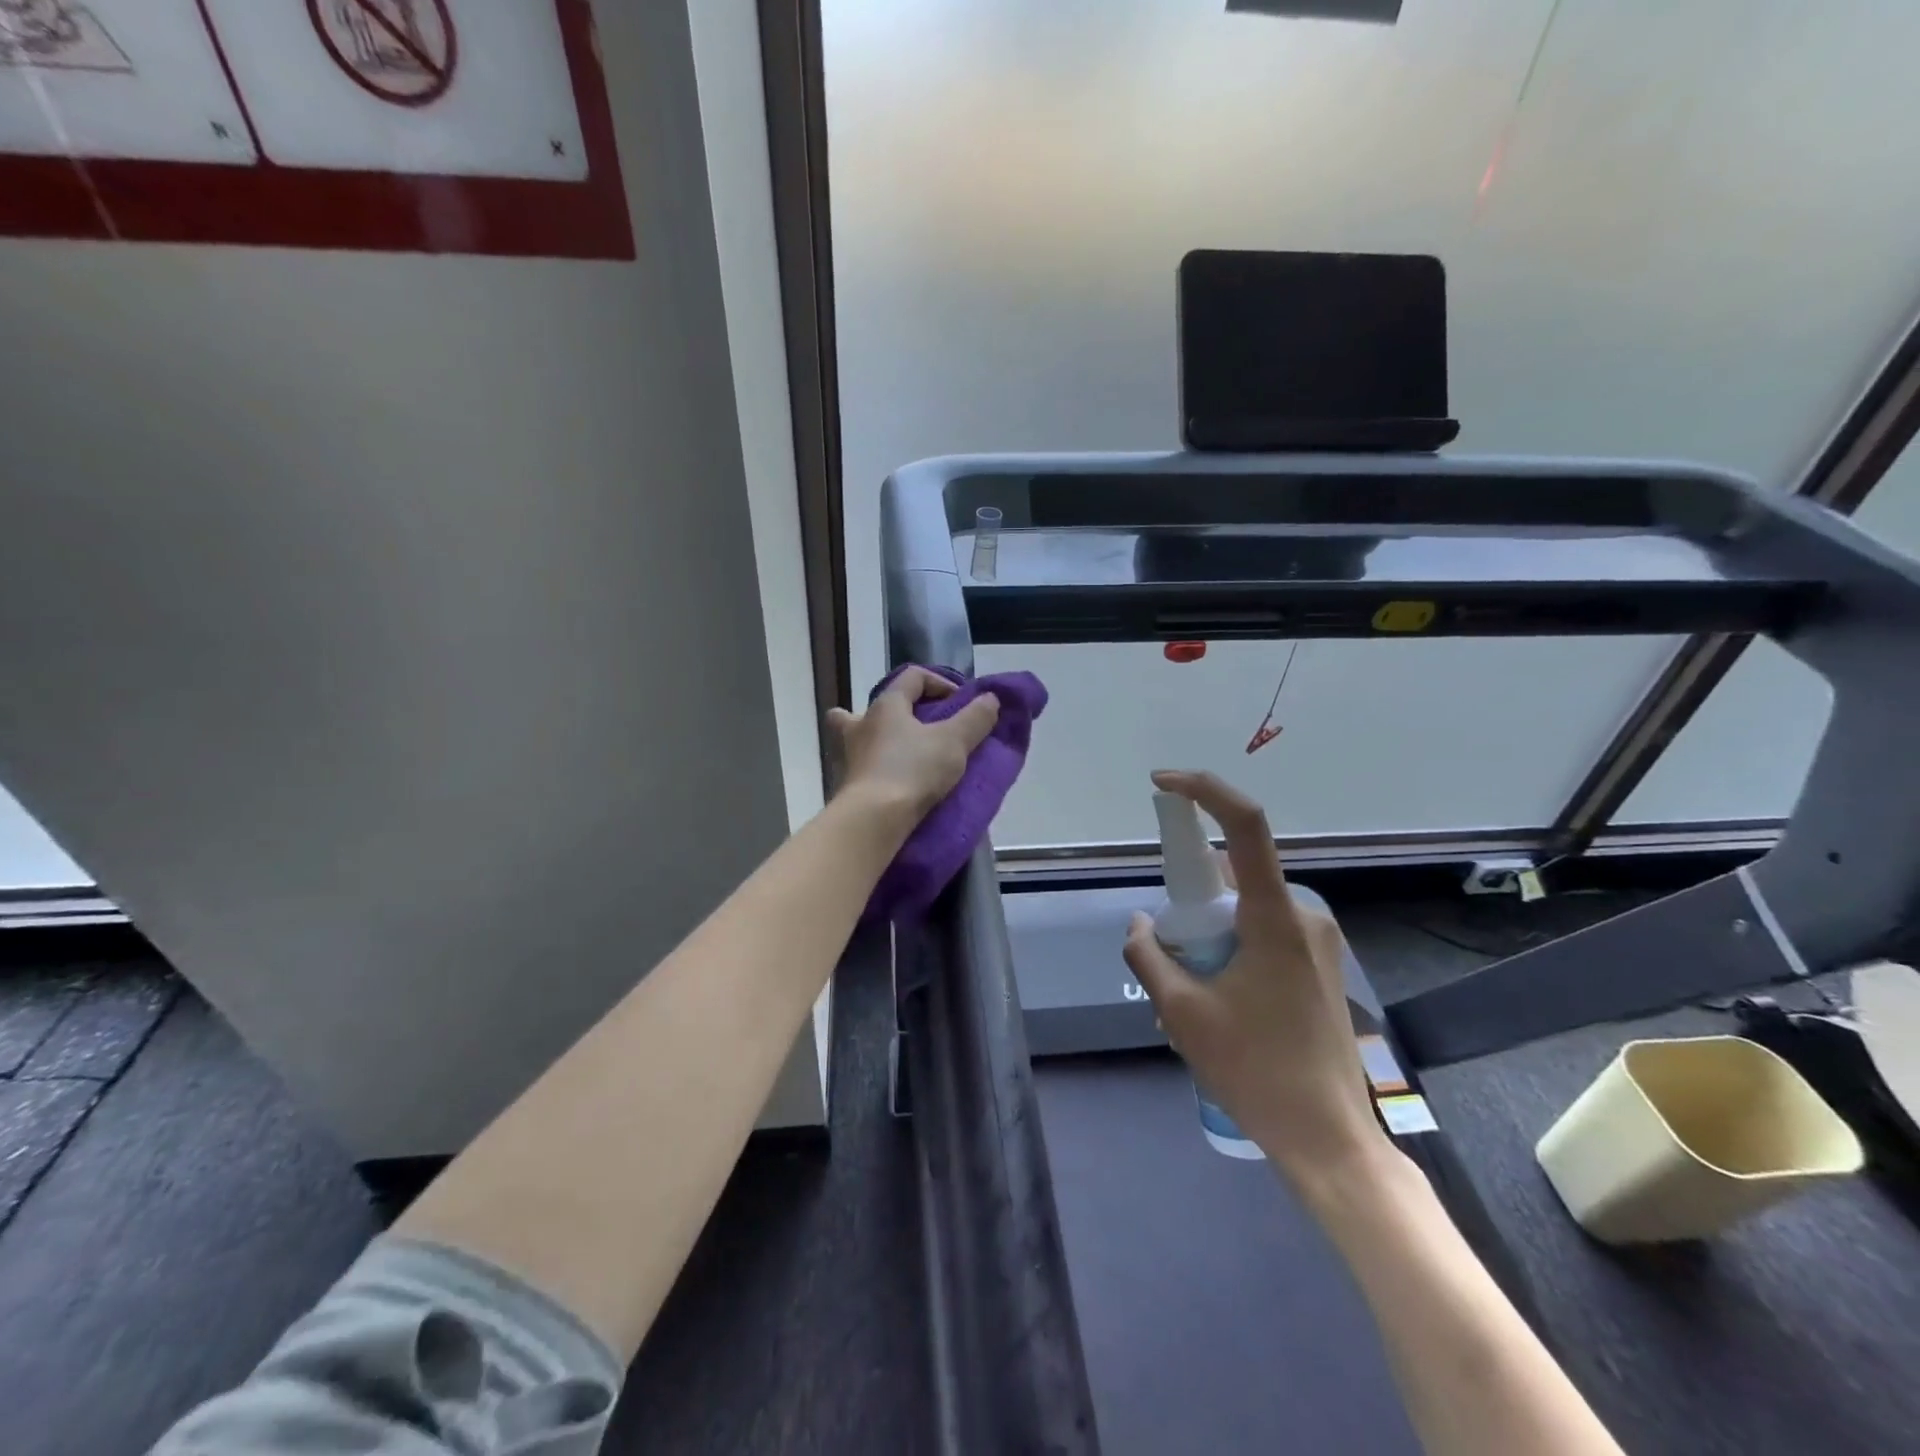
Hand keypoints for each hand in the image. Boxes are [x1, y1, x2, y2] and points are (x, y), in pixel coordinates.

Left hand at [827, 667, 1000, 825]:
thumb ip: (975, 718)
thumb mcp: (954, 742)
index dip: (941, 682)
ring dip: (880, 738)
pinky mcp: (850, 784)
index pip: (913, 676)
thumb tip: (990, 698)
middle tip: (918, 724)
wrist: (874, 819)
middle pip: (877, 705)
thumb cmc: (913, 770)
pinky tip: (894, 780)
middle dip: (897, 709)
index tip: (961, 704)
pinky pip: (864, 766)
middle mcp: (862, 724)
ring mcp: (851, 755)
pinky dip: (878, 768)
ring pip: (859, 735)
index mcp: (886, 705)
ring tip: (902, 752)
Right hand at [1122, 770, 1389, 1186]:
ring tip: (1192, 990)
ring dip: (1211, 926)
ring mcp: (1317, 941)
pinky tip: (1219, 997)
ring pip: (1247, 905)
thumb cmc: (1254, 1071)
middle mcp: (1303, 916)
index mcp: (1273, 917)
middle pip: (1236, 873)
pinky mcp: (1319, 964)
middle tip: (1170, 947)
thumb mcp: (1182, 1012)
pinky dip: (1231, 943)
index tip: (1162, 784)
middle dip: (1192, 894)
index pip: (1245, 825)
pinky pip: (1264, 930)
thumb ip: (1150, 954)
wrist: (1329, 1139)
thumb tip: (1141, 923)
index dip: (1204, 790)